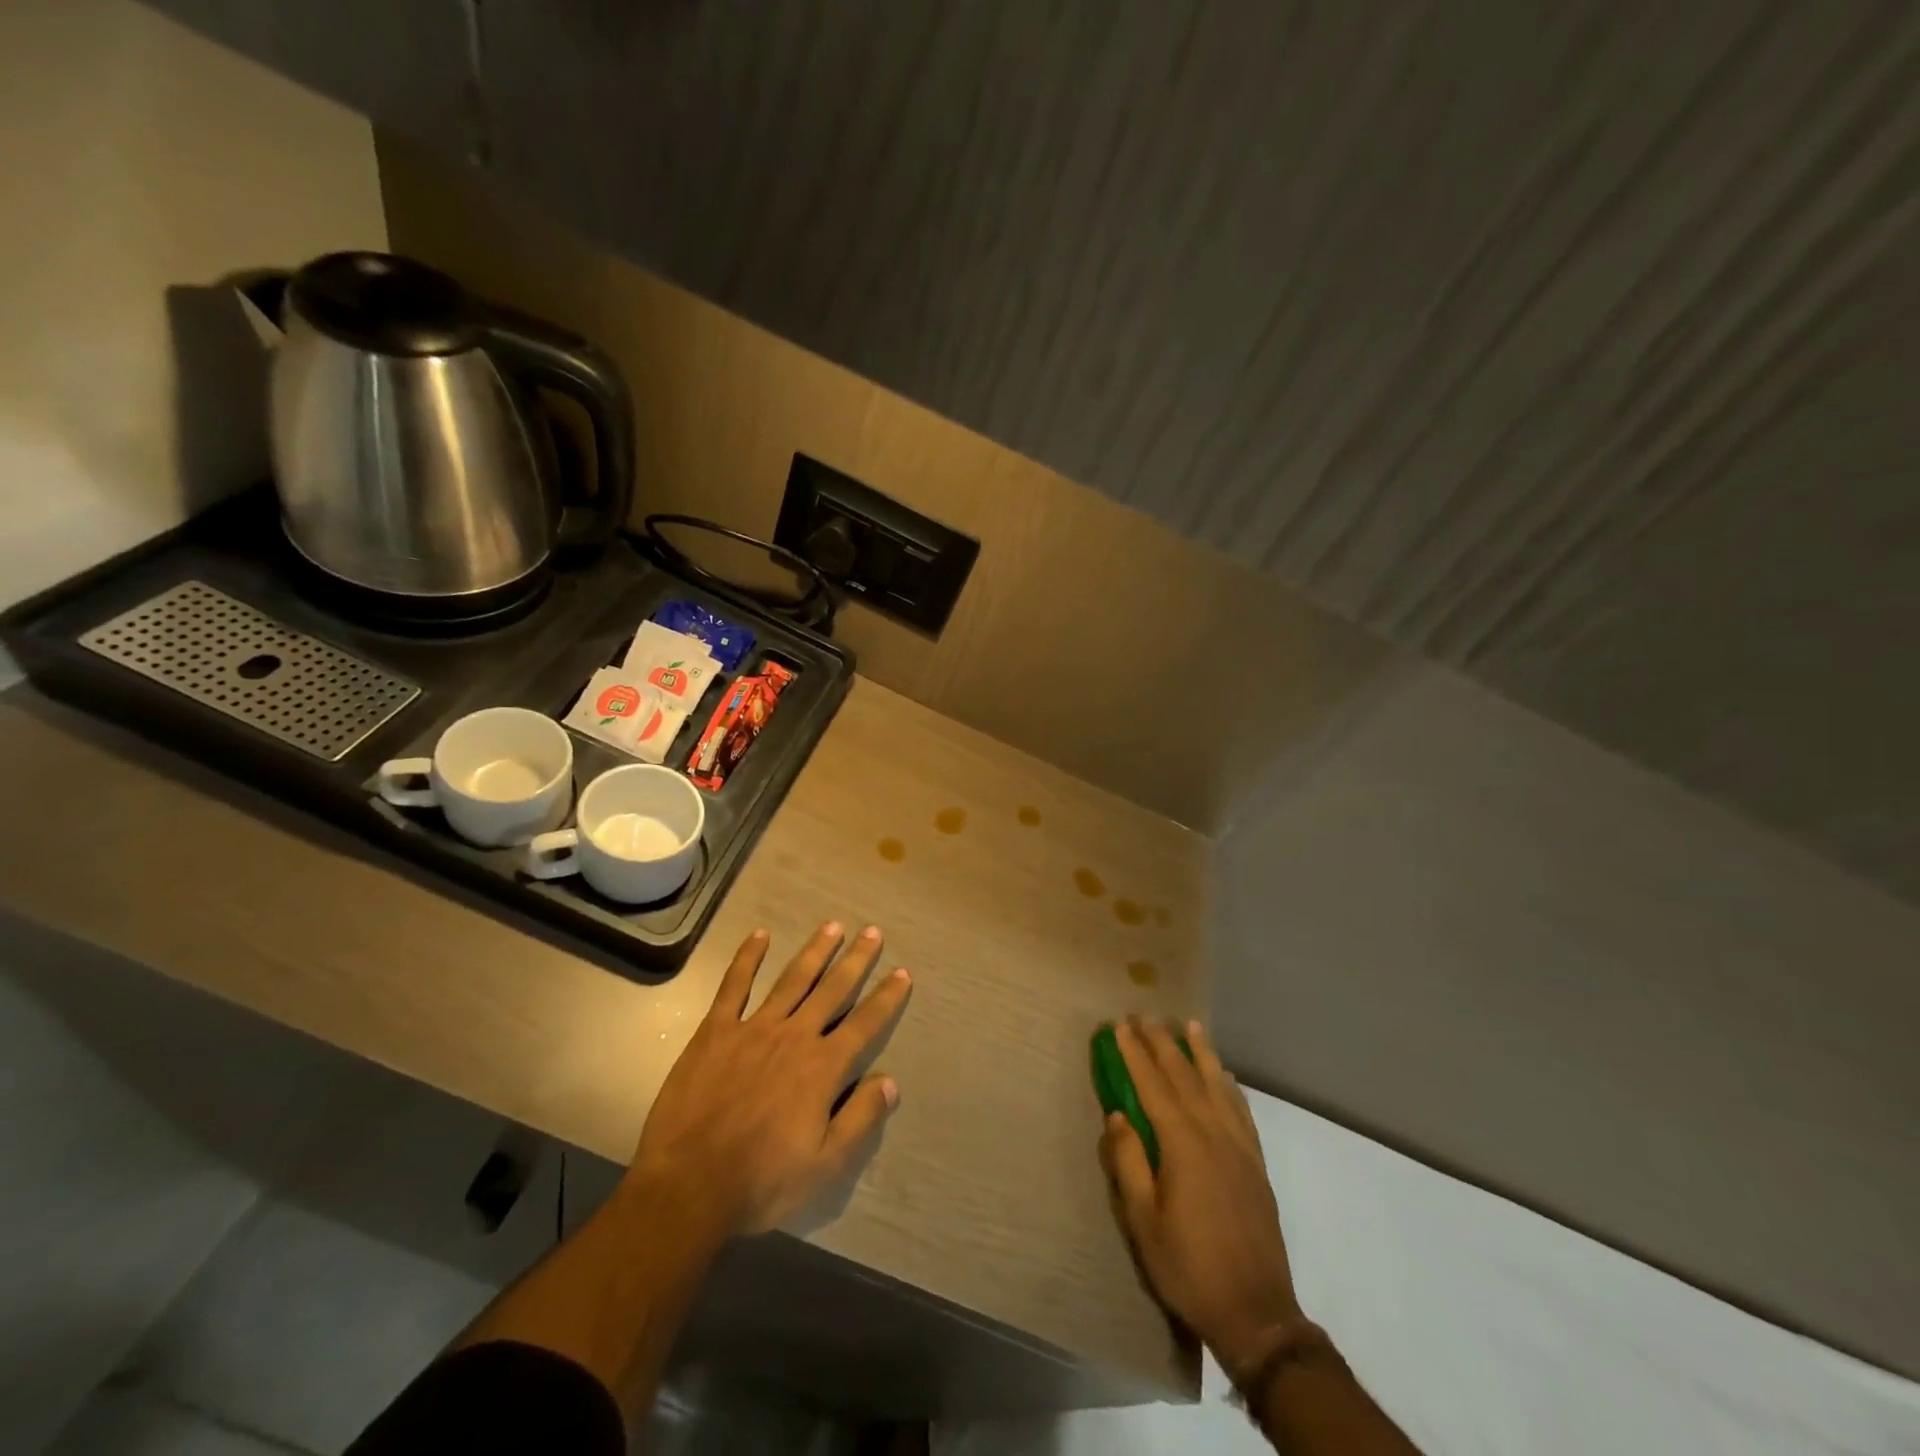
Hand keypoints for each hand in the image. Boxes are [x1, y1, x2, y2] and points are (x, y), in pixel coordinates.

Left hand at [629, 922, 911, 1235]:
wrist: (688, 1186)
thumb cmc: (762, 1181)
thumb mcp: (825, 1164)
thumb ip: (861, 1119)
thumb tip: (891, 1082)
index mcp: (822, 1068)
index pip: (865, 1023)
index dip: (887, 997)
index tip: (902, 972)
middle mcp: (794, 1036)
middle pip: (832, 989)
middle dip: (856, 960)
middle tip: (873, 932)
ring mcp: (753, 1028)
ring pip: (792, 979)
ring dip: (815, 951)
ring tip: (832, 926)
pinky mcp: (716, 1031)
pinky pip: (734, 986)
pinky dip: (747, 958)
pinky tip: (759, 935)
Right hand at [1100, 1016, 1302, 1378]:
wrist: (1256, 1312)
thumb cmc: (1188, 1266)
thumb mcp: (1143, 1221)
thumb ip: (1129, 1163)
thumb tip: (1117, 1116)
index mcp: (1182, 1143)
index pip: (1152, 1084)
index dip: (1134, 1053)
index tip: (1119, 1025)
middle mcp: (1213, 1133)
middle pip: (1184, 1075)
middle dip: (1162, 1042)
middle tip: (1144, 1014)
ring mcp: (1239, 1146)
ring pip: (1217, 1085)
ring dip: (1200, 1052)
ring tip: (1189, 1025)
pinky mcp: (1256, 1163)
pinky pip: (1241, 1110)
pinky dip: (1229, 1085)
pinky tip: (1225, 1075)